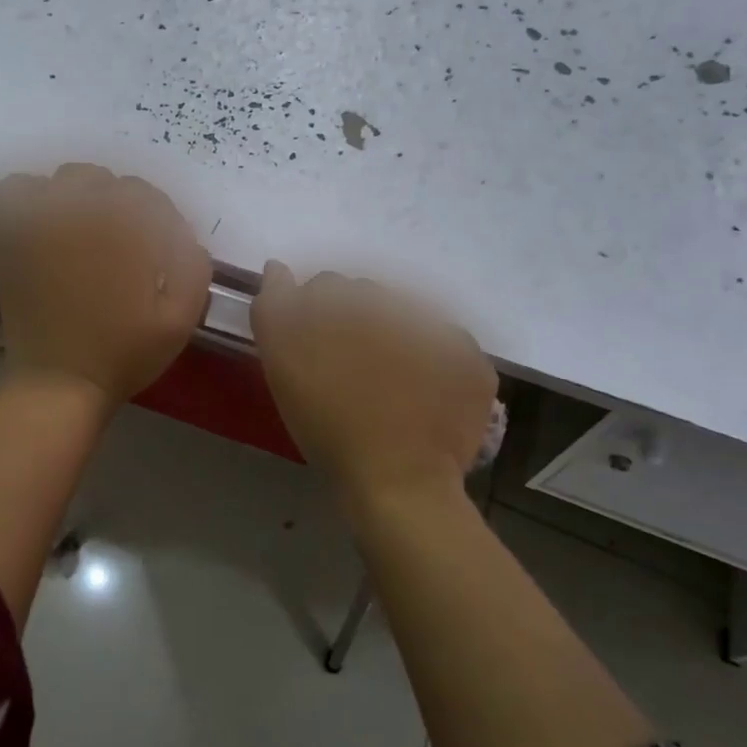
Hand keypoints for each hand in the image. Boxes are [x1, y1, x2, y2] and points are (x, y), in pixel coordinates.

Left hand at [0, 163, 210, 403]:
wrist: (59, 383)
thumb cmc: (124, 353)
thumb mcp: (181, 318)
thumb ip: (194, 267)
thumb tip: (186, 238)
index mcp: (124, 227)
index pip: (147, 197)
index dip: (159, 220)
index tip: (161, 249)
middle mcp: (80, 212)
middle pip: (104, 182)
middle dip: (119, 204)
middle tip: (123, 242)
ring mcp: (39, 222)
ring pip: (62, 181)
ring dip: (78, 197)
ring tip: (84, 229)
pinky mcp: (10, 239)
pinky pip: (14, 194)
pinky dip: (30, 198)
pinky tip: (43, 222)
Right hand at [251, 264, 495, 511]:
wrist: (397, 480)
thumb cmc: (328, 421)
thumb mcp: (281, 361)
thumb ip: (275, 304)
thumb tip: (278, 267)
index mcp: (350, 298)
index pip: (325, 287)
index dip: (315, 318)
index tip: (314, 353)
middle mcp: (398, 302)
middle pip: (369, 300)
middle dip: (357, 325)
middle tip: (349, 371)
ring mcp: (442, 330)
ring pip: (410, 321)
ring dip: (397, 341)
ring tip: (388, 387)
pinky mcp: (471, 362)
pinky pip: (448, 352)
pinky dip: (436, 367)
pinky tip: (422, 397)